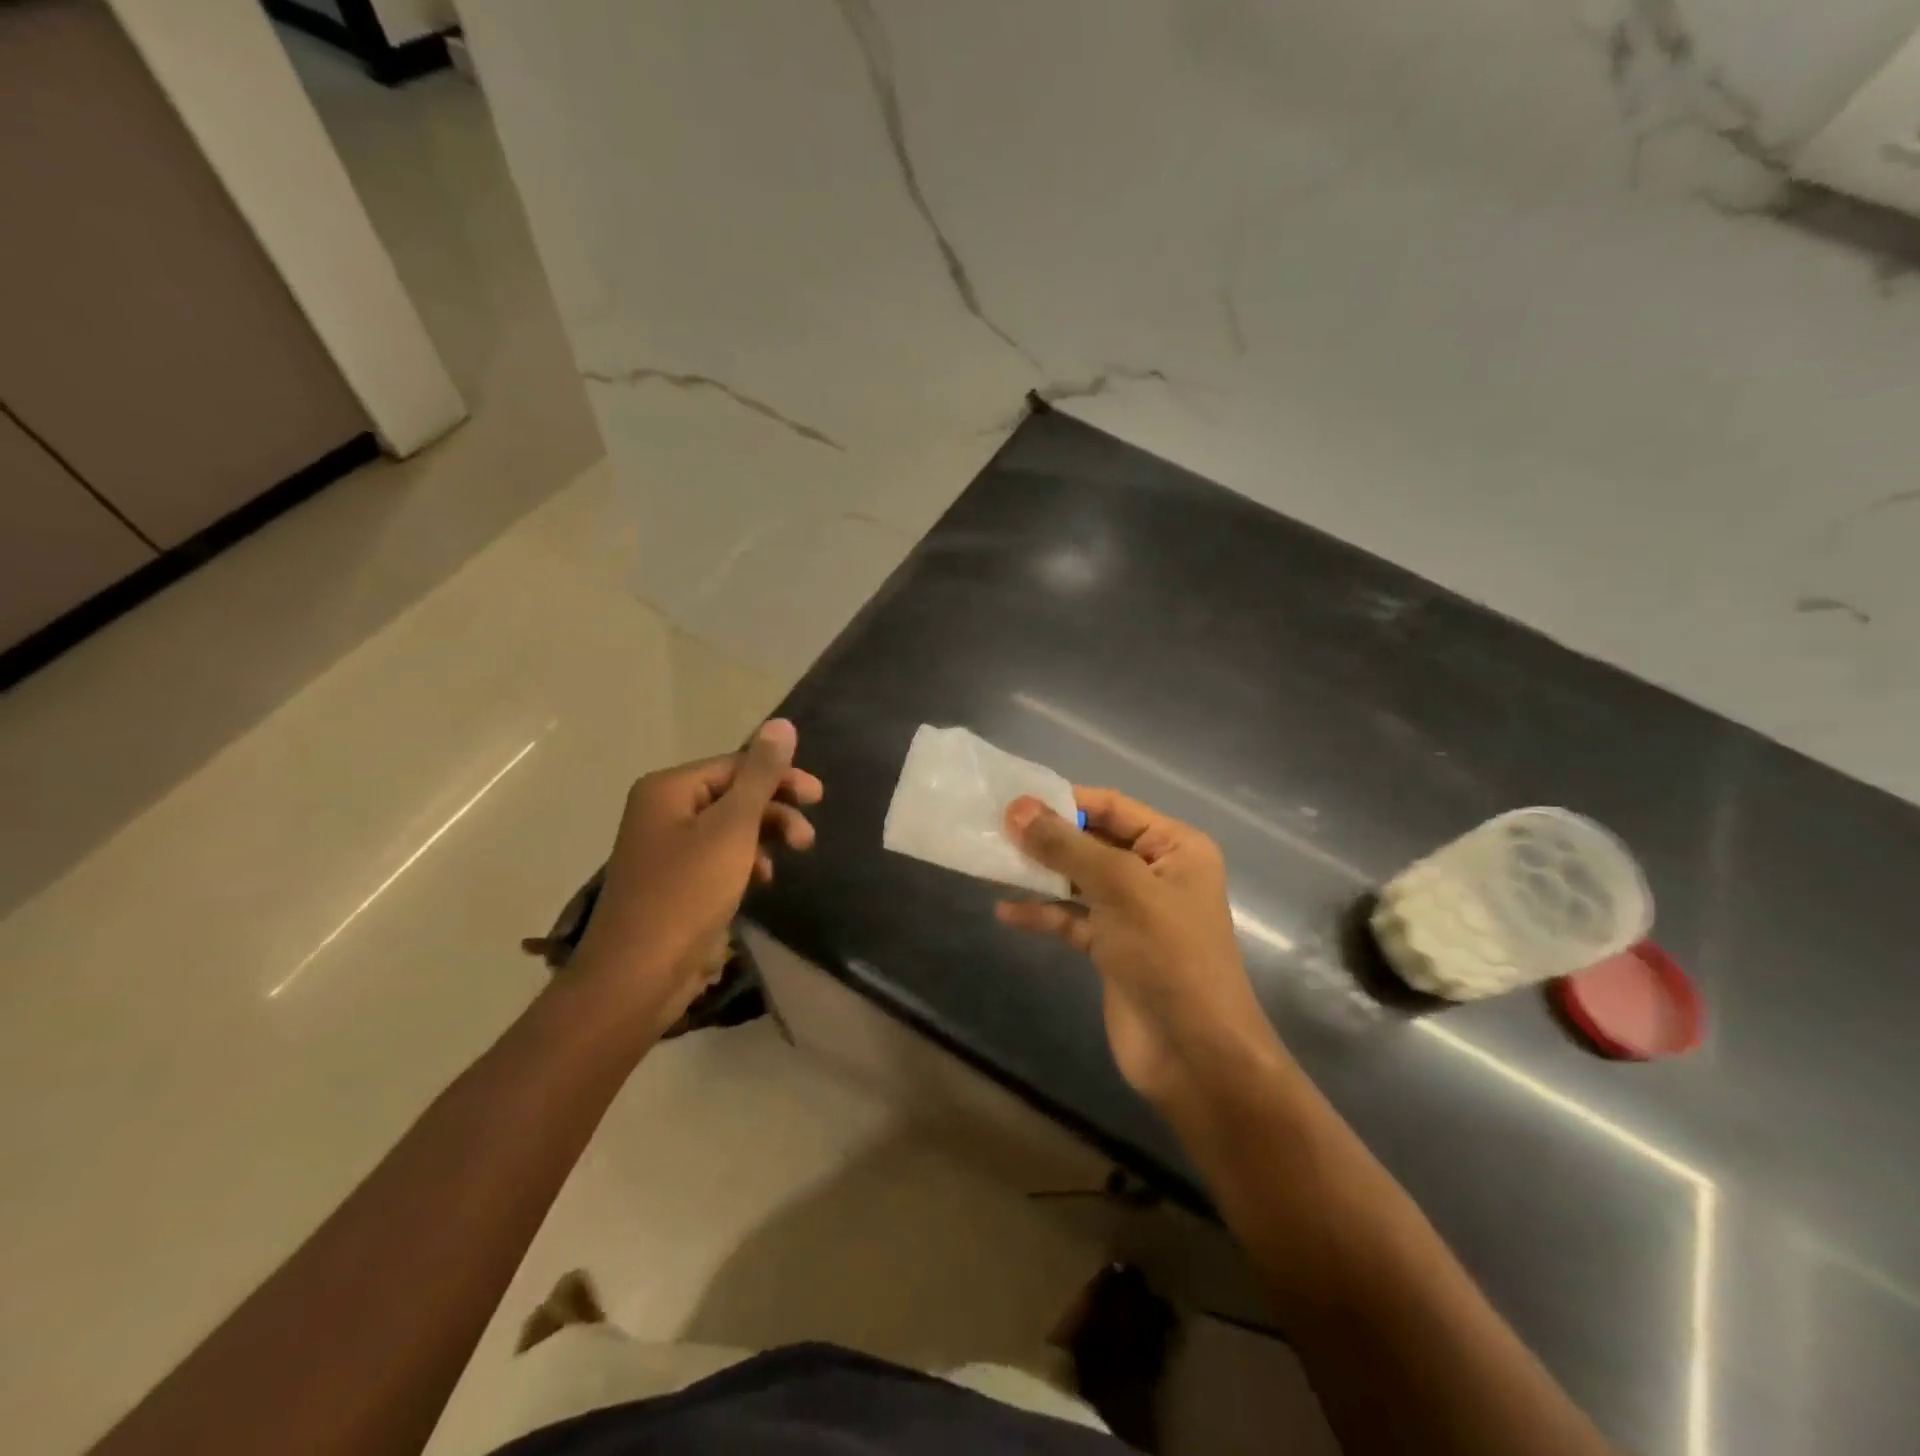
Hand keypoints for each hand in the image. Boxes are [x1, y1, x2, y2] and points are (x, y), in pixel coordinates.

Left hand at [570, 719, 821, 1038]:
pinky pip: (718, 857)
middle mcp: (662, 810)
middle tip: (808, 838)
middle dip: (775, 812)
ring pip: (729, 828)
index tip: (818, 797)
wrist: (638, 974)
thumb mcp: (733, 828)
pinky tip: (762, 881)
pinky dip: (745, 862)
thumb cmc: (687, 892)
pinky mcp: (673, 882)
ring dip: (764, 838)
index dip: (780, 778)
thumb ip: (761, 776)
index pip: (736, 766)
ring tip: (789, 861)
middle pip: (733, 795)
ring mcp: (665, 848)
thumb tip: (782, 724)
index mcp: (669, 788)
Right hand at [995, 788, 1275, 1108]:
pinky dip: (1042, 913)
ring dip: (1040, 873)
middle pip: (1092, 842)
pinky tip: (1006, 911)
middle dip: (1047, 837)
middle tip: (994, 829)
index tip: (1013, 800)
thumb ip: (1067, 847)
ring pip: (1078, 880)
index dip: (1065, 800)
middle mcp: (1155, 873)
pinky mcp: (1112, 948)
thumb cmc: (1168, 955)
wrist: (1194, 1054)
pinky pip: (1071, 919)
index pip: (1113, 807)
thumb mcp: (1119, 888)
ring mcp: (1133, 913)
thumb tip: (1017, 808)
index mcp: (1175, 847)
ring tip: (991, 863)